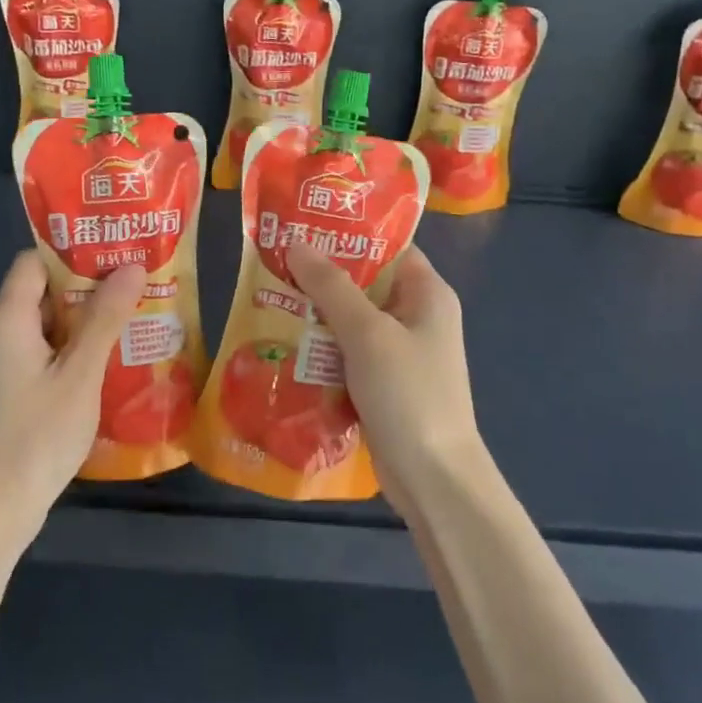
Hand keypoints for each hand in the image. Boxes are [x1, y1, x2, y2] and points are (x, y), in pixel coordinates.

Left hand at [0, 251, 146, 542]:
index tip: (117, 248)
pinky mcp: (16, 386)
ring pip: (51, 322)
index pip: (35, 261)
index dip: (74, 251)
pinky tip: (115, 353)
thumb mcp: (80, 372)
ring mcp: (7, 362)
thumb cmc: (39, 433)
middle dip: (91, 283)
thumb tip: (133, 266)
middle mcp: (1, 332)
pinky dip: (78, 345)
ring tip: (137, 310)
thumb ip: (105, 318)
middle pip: (45, 289)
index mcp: (9, 318)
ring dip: (89, 316)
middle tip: (139, 279)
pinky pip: (49, 349)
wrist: (0, 504)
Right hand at [288, 243, 491, 507]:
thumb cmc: (408, 393)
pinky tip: (285, 342)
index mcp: (427, 293)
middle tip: (274, 261)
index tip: (302, 224)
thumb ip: (331, 286)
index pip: (388, 247)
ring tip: (268, 296)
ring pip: (351, 320)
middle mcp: (416, 316)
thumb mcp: (367, 333)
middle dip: (321, 275)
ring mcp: (400, 352)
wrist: (432, 477)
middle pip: (365, 282)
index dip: (347, 233)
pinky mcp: (382, 382)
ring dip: (316, 314)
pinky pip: (348, 352)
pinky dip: (322, 347)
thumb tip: (297, 240)